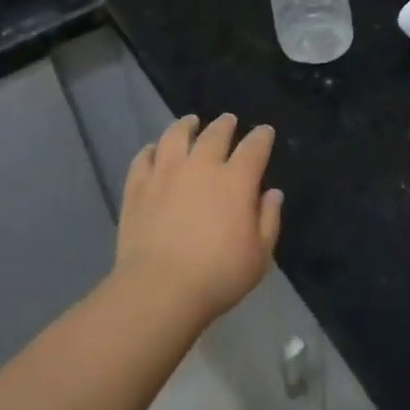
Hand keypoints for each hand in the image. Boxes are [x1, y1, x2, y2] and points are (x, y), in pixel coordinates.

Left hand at [115, 113, 281, 325]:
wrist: (160, 288)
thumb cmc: (218, 275)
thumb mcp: (259, 255)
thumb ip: (269, 219)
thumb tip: (272, 193)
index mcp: (235, 181)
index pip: (254, 148)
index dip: (261, 137)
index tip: (264, 131)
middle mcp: (201, 167)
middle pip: (214, 134)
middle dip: (225, 125)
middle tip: (228, 120)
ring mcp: (165, 173)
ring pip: (175, 136)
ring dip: (185, 125)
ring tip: (190, 122)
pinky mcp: (137, 187)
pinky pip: (143, 158)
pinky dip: (151, 149)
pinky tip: (154, 149)